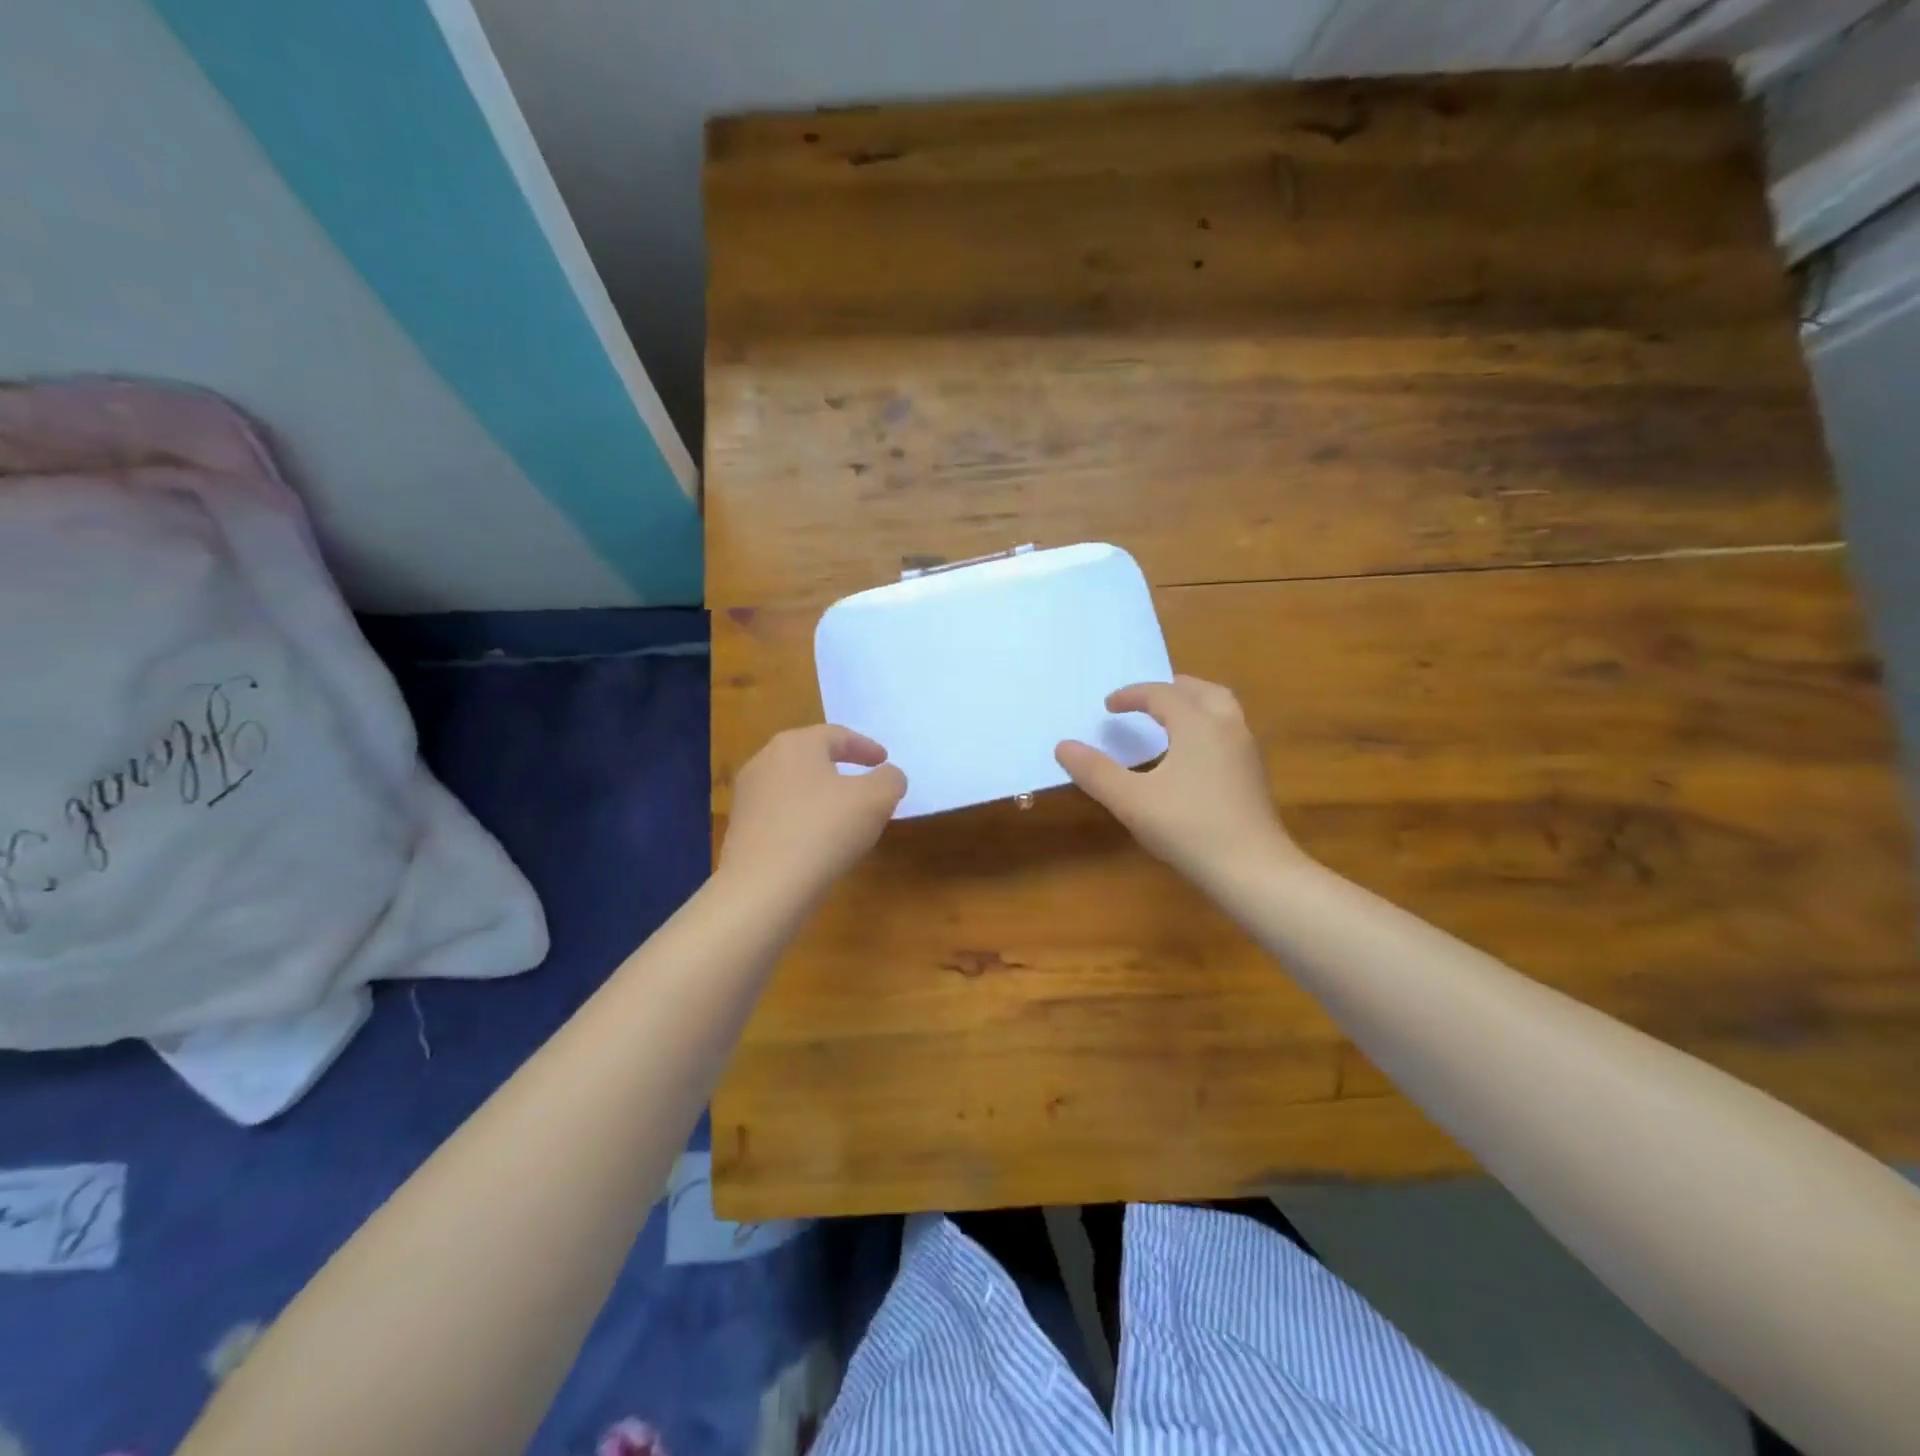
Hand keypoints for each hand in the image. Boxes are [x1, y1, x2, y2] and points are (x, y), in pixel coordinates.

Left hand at [719, 726, 906, 897]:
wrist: (763, 888)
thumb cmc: (823, 831)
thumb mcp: (875, 800)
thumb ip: (890, 780)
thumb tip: (888, 775)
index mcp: (796, 744)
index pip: (837, 735)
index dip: (865, 747)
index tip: (884, 760)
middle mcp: (765, 761)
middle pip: (811, 757)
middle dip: (840, 768)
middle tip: (864, 782)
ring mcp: (747, 796)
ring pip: (794, 786)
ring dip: (821, 795)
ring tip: (844, 815)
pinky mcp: (740, 829)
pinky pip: (780, 814)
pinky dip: (803, 818)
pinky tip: (817, 841)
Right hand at [1056, 676, 1299, 885]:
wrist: (1252, 869)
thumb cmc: (1187, 827)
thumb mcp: (1130, 800)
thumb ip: (1095, 771)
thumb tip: (1063, 746)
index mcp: (1197, 724)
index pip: (1161, 694)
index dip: (1132, 695)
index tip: (1109, 706)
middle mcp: (1227, 727)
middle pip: (1202, 691)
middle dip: (1172, 689)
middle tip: (1148, 699)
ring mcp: (1246, 752)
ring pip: (1223, 710)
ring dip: (1195, 705)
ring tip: (1172, 720)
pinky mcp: (1255, 776)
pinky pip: (1230, 733)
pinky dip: (1208, 728)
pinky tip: (1193, 756)